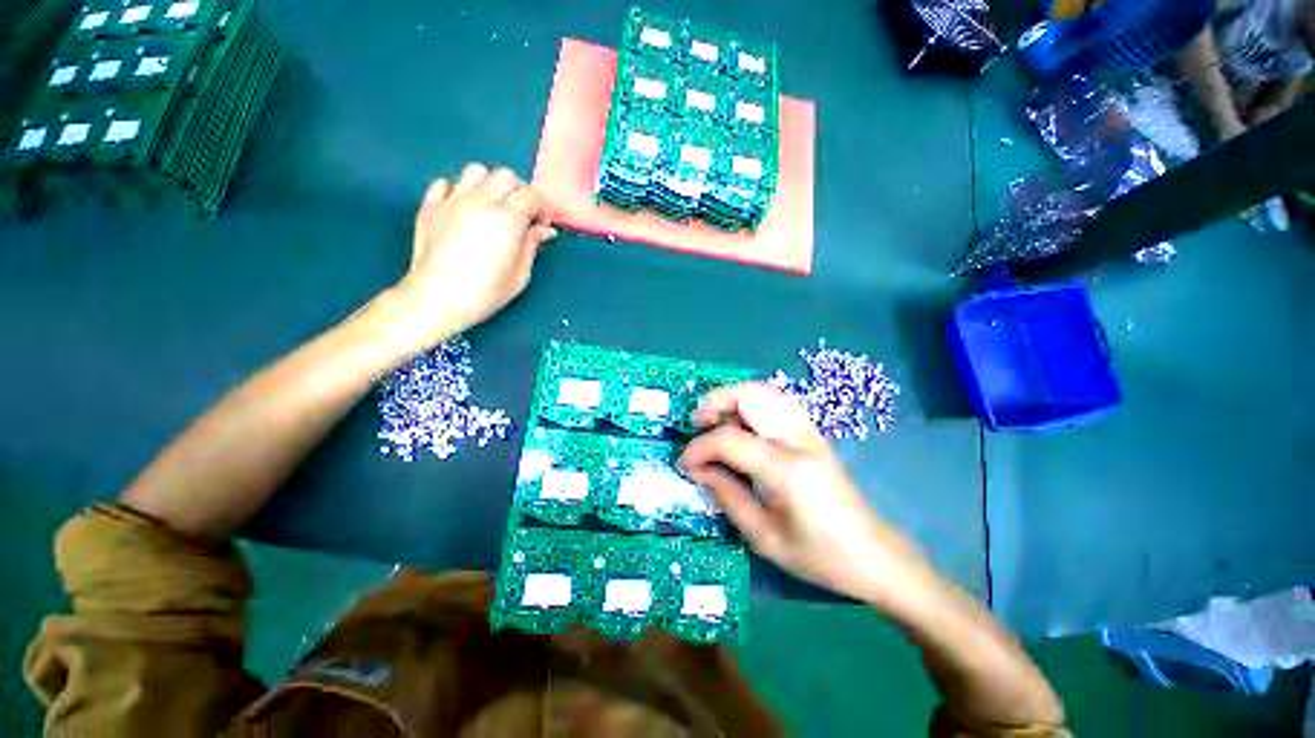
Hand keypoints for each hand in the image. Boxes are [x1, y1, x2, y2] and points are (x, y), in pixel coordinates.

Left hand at [387, 164, 556, 348]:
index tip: (541, 225)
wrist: (435, 299)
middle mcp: (479, 201)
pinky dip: (458, 190)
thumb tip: (544, 230)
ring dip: (490, 184)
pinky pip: (446, 184)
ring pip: (476, 171)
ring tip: (493, 207)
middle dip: (519, 191)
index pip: (531, 195)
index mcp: (506, 219)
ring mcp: (451, 201)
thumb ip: (532, 246)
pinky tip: (463, 209)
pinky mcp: (429, 207)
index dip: (541, 208)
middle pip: (505, 176)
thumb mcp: (519, 275)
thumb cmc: (483, 293)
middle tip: (522, 214)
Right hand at [680, 383, 936, 608]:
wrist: (873, 554)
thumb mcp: (764, 537)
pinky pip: (775, 401)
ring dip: (732, 399)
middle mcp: (799, 440)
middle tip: (697, 426)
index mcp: (787, 471)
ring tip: (714, 422)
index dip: (700, 447)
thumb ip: (726, 496)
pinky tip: (741, 425)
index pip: (730, 440)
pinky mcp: (812, 432)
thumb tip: (697, 469)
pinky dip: (750, 404)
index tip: (685, 464)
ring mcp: (809, 431)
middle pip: (749, 396)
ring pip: (763, 391)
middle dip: (714, 403)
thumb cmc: (819, 556)